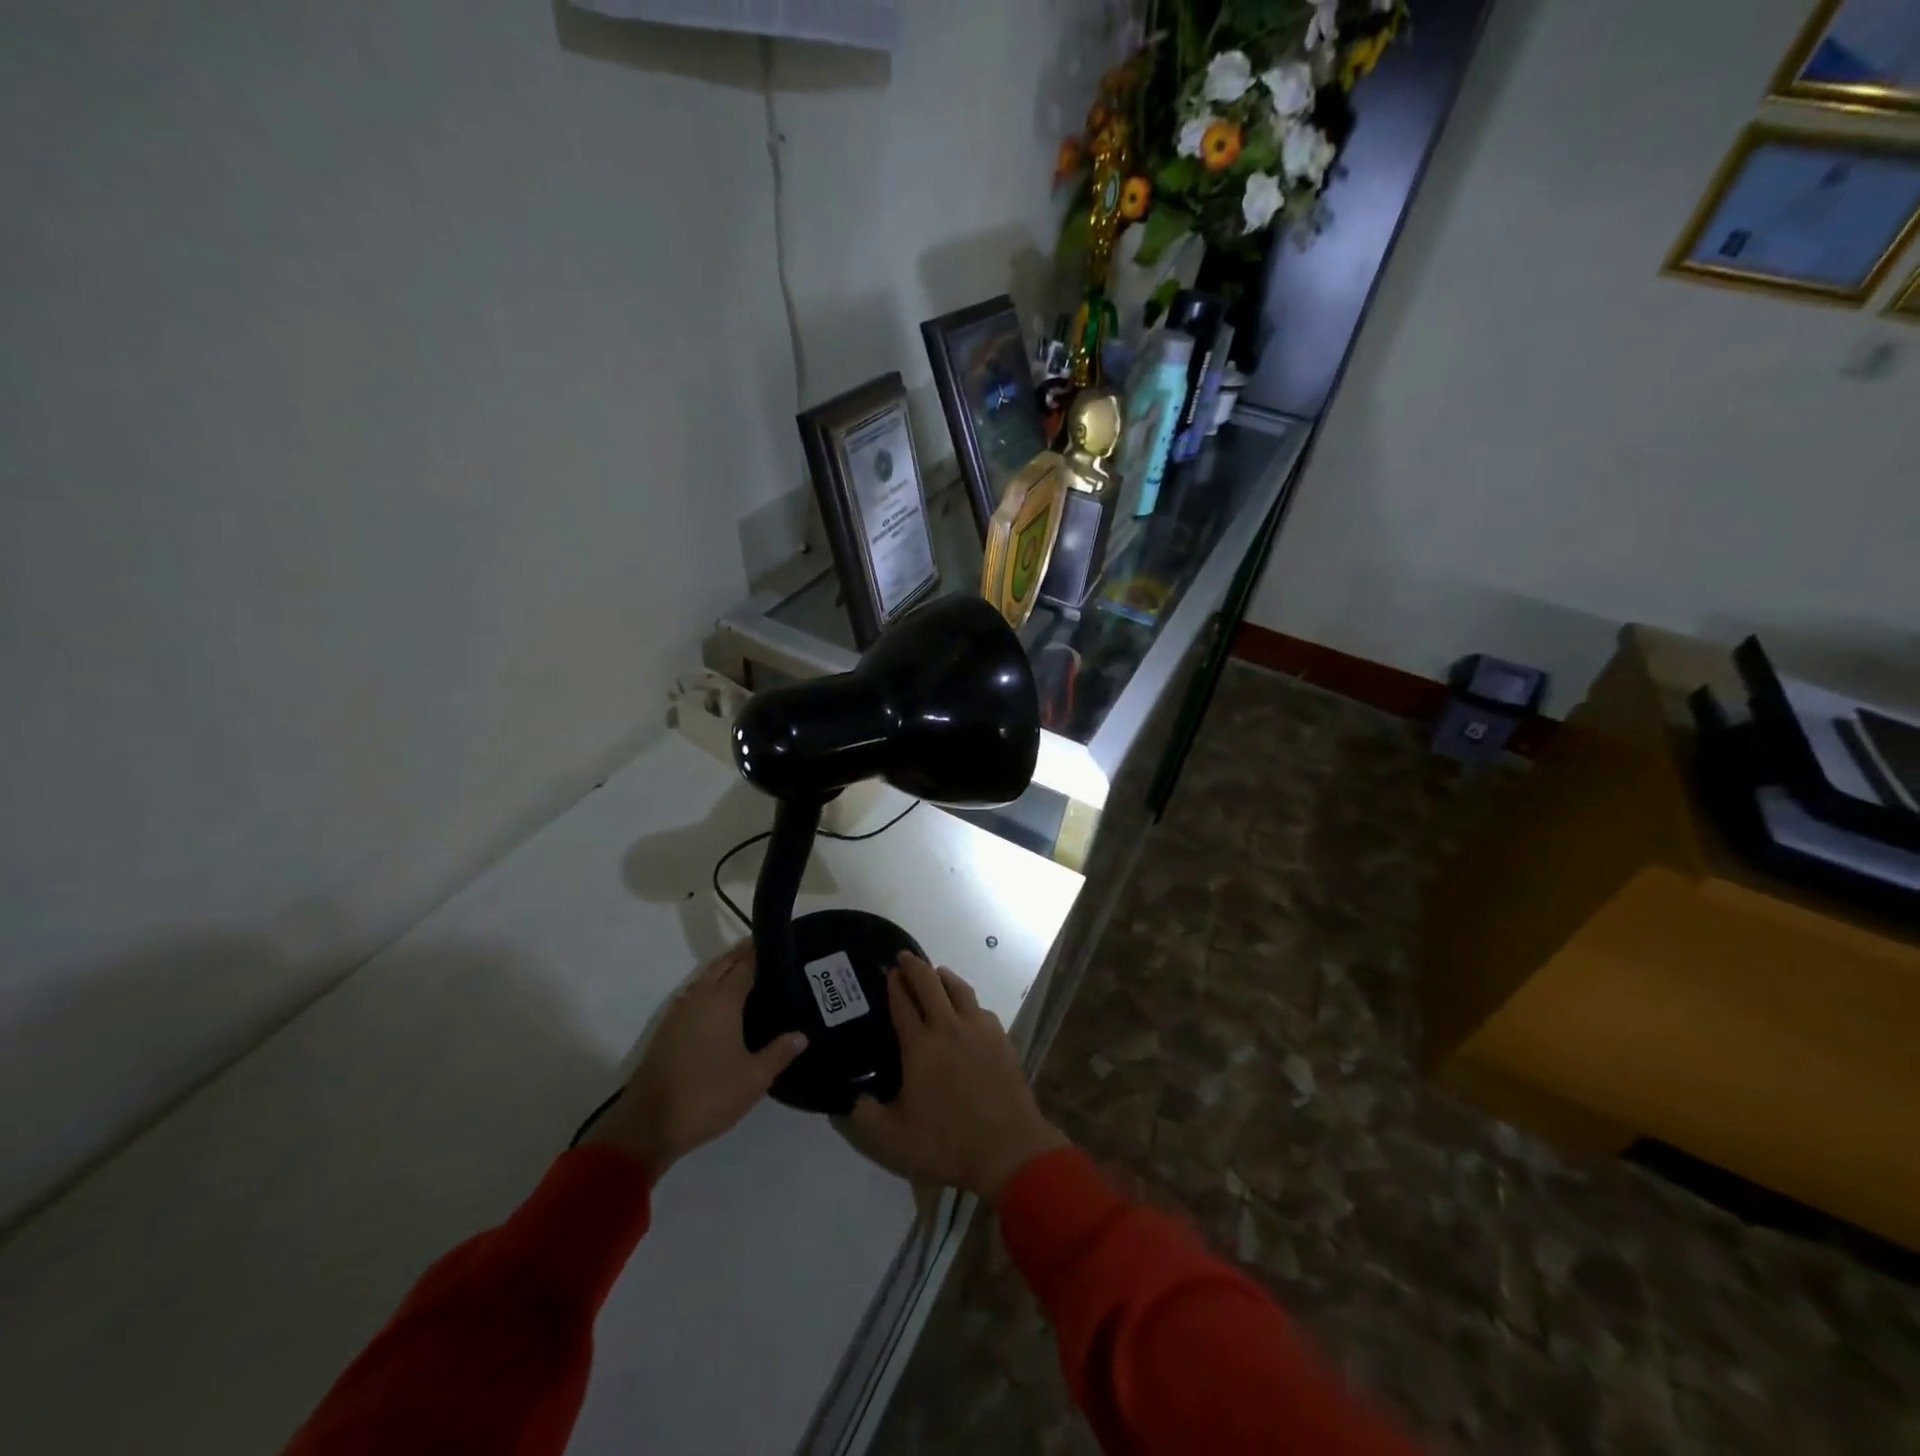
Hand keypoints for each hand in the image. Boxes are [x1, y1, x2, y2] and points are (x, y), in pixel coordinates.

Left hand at [585, 942, 805, 1182]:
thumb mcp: (754, 1079)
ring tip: (747, 971)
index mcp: (722, 1000)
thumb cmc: (708, 1096)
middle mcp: (699, 997)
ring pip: (705, 978)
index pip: (745, 964)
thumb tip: (801, 1035)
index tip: (778, 944)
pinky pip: (693, 994)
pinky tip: (720, 1003)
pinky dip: (709, 987)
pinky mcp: (667, 1030)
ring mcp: (679, 1012)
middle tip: (766, 951)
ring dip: (723, 968)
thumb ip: (779, 1052)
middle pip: (722, 964)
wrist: (649, 1125)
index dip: (760, 952)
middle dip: (741, 954)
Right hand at [840, 954, 1067, 1201]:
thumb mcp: (891, 1139)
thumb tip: (844, 1097)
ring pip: (959, 989)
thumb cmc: (946, 1144)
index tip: (886, 971)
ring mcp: (979, 1030)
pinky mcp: (1001, 1039)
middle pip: (930, 984)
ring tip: (935, 974)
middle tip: (903, 958)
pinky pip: (980, 1008)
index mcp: (920, 1045)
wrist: (1008, 1149)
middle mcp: (949, 1027)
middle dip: (914, 966)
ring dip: (943, 976)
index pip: (902, 1002)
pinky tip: (966, 1010)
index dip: (893, 983)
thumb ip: (861, 1116)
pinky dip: (967, 1000)